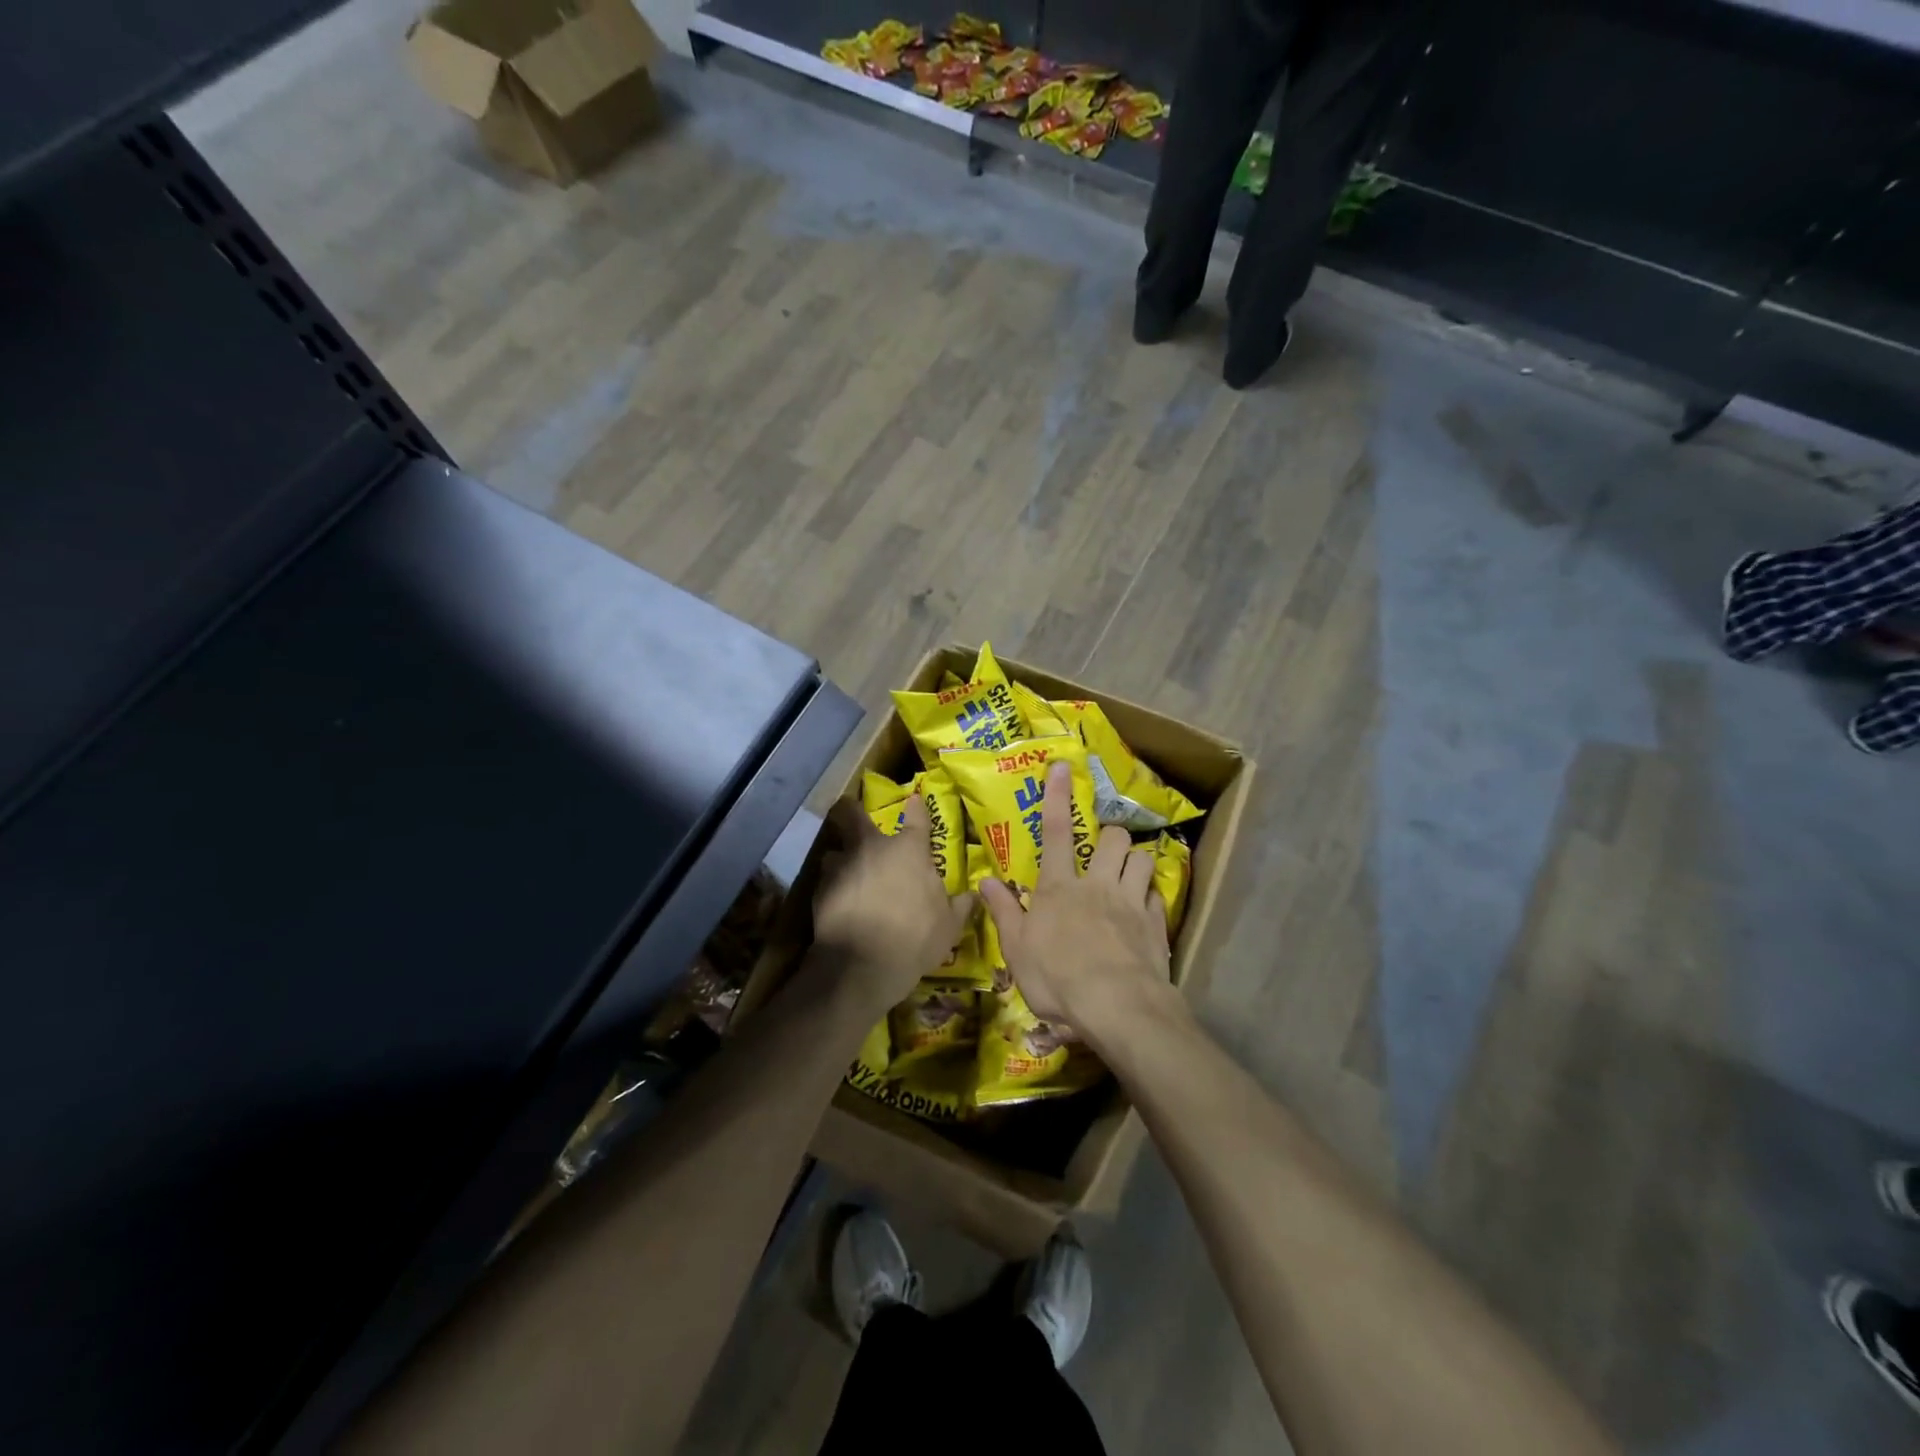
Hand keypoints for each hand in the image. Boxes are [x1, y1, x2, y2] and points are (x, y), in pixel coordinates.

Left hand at [813, 793, 973, 1007]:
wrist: (863, 965)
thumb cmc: (915, 938)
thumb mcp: (949, 926)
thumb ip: (960, 906)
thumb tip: (973, 895)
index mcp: (909, 850)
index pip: (916, 817)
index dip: (917, 807)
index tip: (915, 799)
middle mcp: (873, 848)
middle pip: (853, 815)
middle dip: (851, 811)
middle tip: (853, 816)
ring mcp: (842, 866)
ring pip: (835, 850)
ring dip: (841, 858)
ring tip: (846, 872)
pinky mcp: (820, 889)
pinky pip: (826, 880)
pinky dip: (832, 887)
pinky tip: (838, 903)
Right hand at [978, 761, 1176, 1050]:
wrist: (1117, 1006)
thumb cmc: (1058, 979)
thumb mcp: (1017, 950)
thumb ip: (1004, 911)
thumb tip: (985, 880)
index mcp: (1059, 888)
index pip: (1055, 831)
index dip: (1058, 796)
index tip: (1063, 767)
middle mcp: (1097, 884)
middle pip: (1112, 839)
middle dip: (1109, 835)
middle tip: (1102, 850)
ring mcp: (1130, 901)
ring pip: (1142, 859)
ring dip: (1134, 861)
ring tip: (1127, 873)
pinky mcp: (1155, 923)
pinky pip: (1157, 894)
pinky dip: (1150, 895)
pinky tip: (1144, 908)